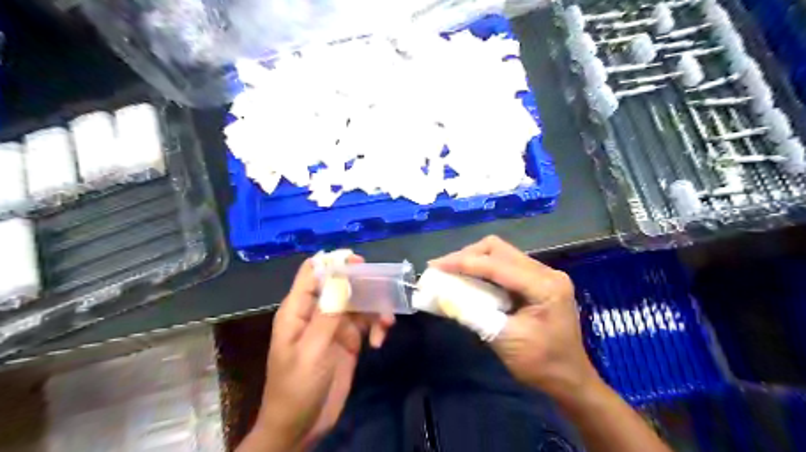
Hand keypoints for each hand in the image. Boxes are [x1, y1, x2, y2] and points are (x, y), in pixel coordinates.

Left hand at [246, 256, 395, 450]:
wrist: (302, 426)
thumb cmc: (297, 387)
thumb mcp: (311, 350)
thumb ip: (327, 313)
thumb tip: (341, 276)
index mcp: (299, 309)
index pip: (312, 273)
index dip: (333, 262)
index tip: (358, 261)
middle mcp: (318, 312)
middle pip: (341, 283)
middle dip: (363, 284)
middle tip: (384, 286)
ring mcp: (335, 325)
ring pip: (359, 302)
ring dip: (375, 308)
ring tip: (387, 322)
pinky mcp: (349, 340)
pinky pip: (367, 323)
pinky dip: (376, 327)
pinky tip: (379, 342)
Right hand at [431, 237, 601, 402]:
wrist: (569, 379)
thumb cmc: (541, 364)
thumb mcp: (503, 341)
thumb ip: (473, 315)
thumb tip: (443, 296)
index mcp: (544, 286)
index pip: (497, 265)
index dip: (463, 262)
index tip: (435, 265)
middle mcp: (546, 272)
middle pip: (499, 249)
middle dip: (467, 256)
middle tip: (442, 268)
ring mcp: (543, 274)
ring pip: (501, 253)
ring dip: (474, 259)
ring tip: (451, 270)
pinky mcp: (537, 280)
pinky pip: (505, 264)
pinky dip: (484, 268)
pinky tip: (470, 277)